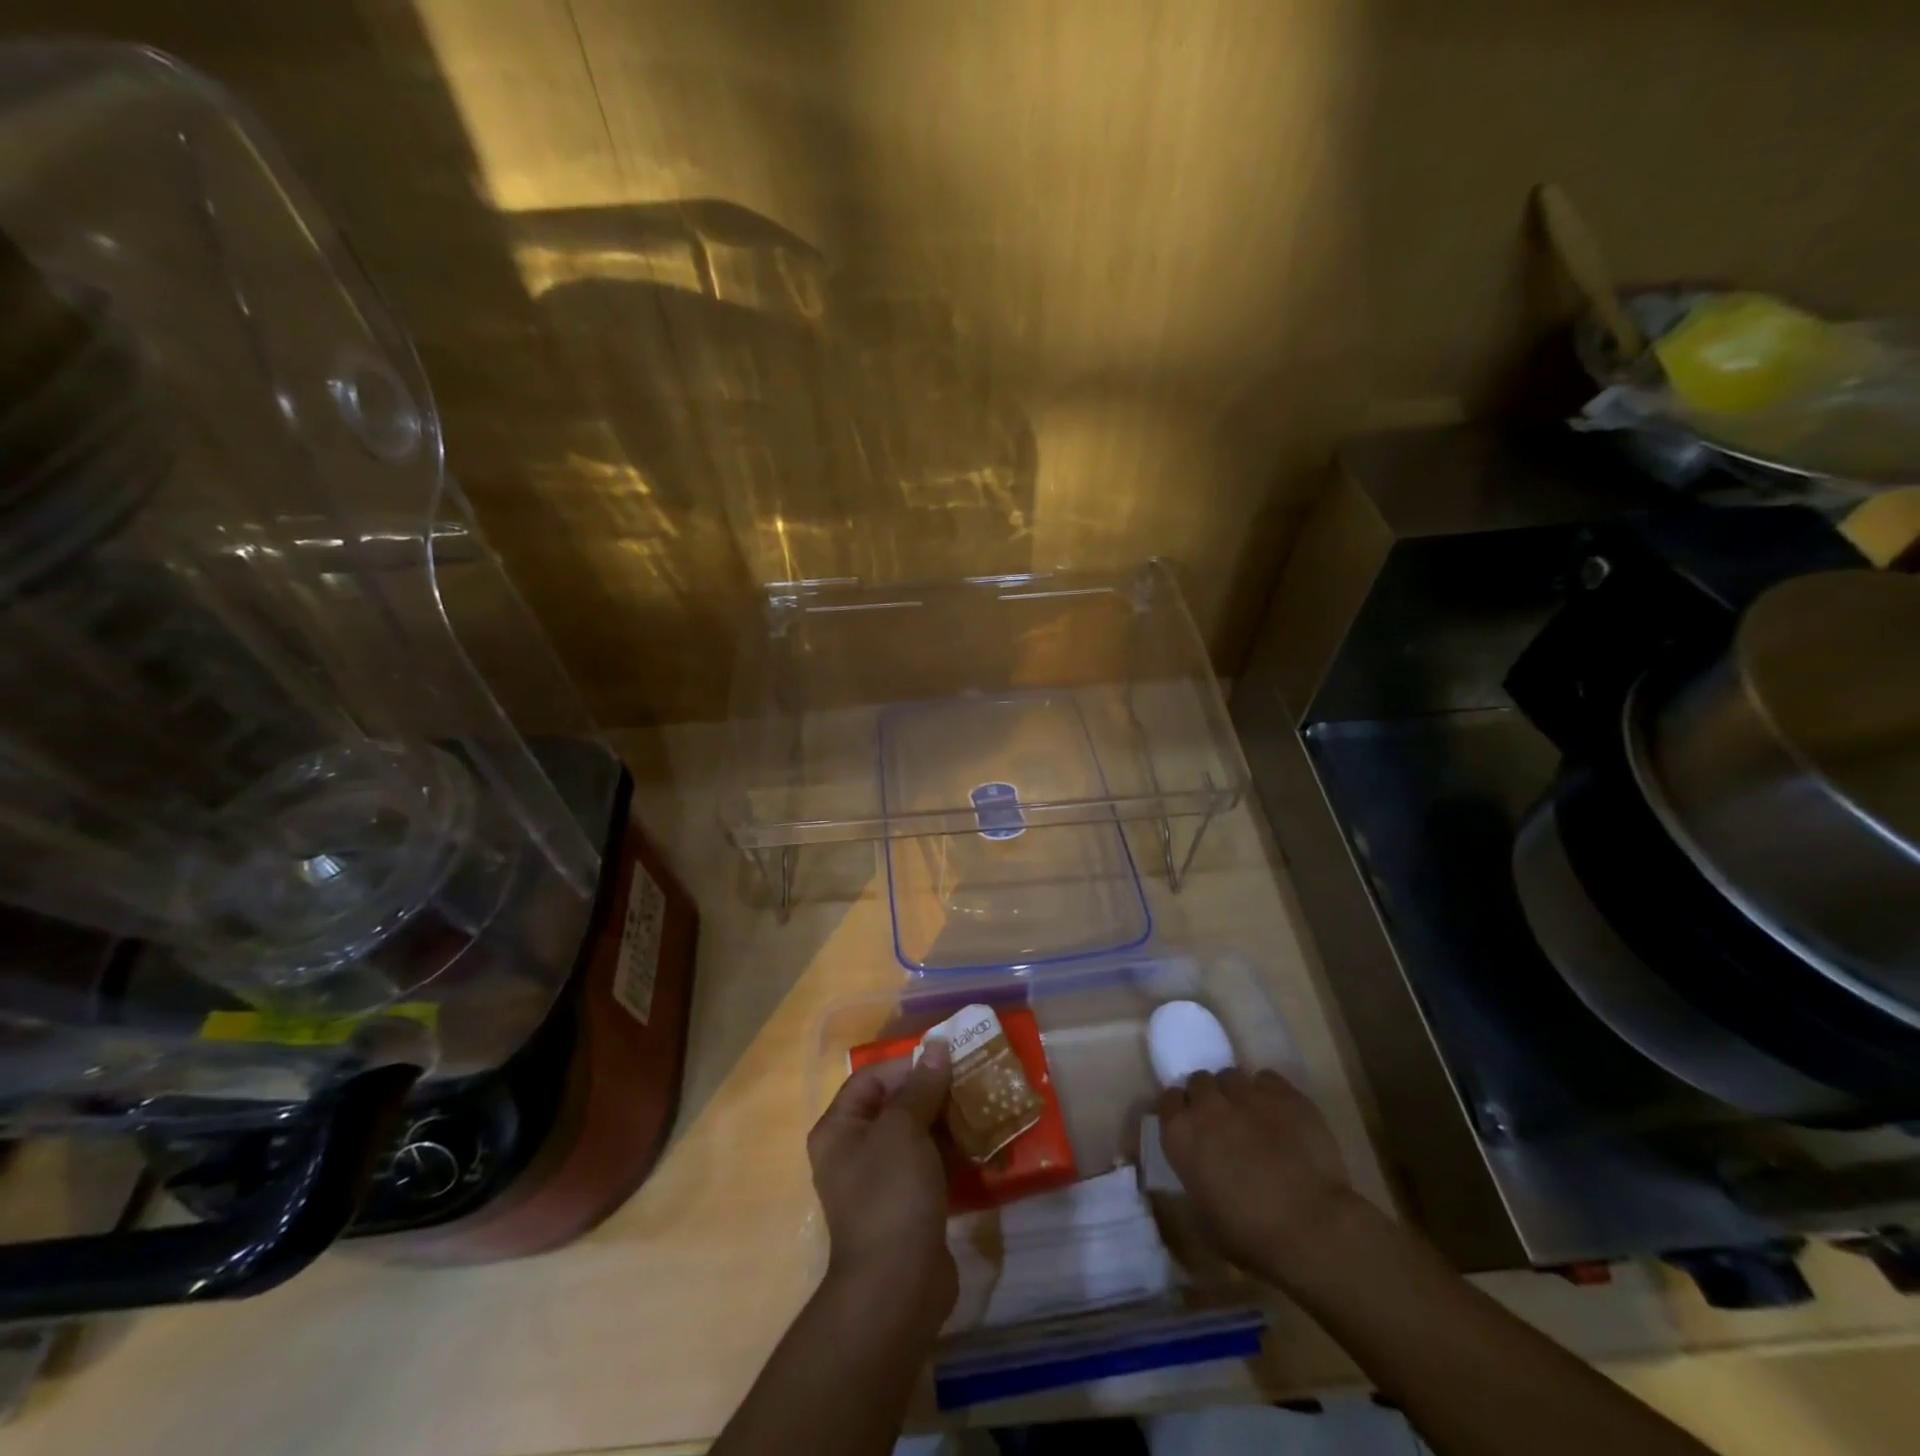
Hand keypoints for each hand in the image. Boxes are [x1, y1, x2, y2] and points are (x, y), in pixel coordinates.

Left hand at [807, 1040, 955, 1329]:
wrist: (897, 1287)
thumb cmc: (890, 1194)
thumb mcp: (904, 1129)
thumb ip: (921, 1087)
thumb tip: (936, 1046)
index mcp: (839, 1129)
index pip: (871, 1079)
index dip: (907, 1065)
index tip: (946, 1060)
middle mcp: (854, 1152)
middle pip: (896, 1106)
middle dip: (934, 1092)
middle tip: (972, 1079)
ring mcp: (882, 1182)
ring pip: (917, 1137)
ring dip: (948, 1122)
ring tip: (983, 1106)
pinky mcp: (908, 1207)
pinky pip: (930, 1167)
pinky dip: (953, 1154)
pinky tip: (983, 1144)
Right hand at [1157, 1067, 1364, 1286]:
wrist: (1312, 1227)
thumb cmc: (1251, 1234)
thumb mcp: (1202, 1214)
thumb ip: (1191, 1176)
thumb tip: (1196, 1166)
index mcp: (1180, 1133)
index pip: (1168, 1100)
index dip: (1181, 1112)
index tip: (1193, 1129)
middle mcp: (1208, 1104)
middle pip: (1200, 1081)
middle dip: (1209, 1098)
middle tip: (1224, 1125)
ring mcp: (1246, 1093)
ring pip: (1232, 1076)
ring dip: (1237, 1094)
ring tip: (1254, 1118)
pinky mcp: (1283, 1093)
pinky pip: (1267, 1079)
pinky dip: (1269, 1094)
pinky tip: (1280, 1116)